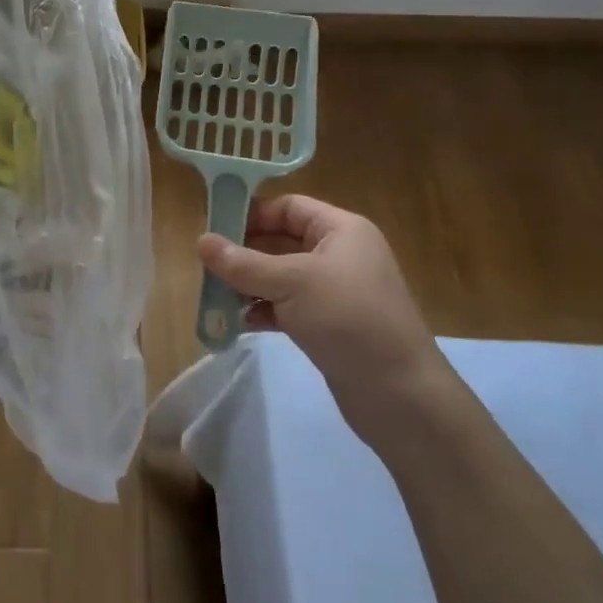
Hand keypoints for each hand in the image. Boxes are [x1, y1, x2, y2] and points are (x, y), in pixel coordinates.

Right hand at [198, 195, 448, 437]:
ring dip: (249, 285)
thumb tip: (200, 240)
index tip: (214, 228)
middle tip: (207, 265)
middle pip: (281, 241)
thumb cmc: (348, 319)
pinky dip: (263, 311)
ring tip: (216, 296)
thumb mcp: (291, 283)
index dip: (252, 213)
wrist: (401, 395)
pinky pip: (287, 306)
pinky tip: (237, 323)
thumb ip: (243, 263)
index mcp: (341, 230)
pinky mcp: (329, 324)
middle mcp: (339, 254)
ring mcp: (335, 291)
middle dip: (244, 253)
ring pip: (281, 276)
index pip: (289, 207)